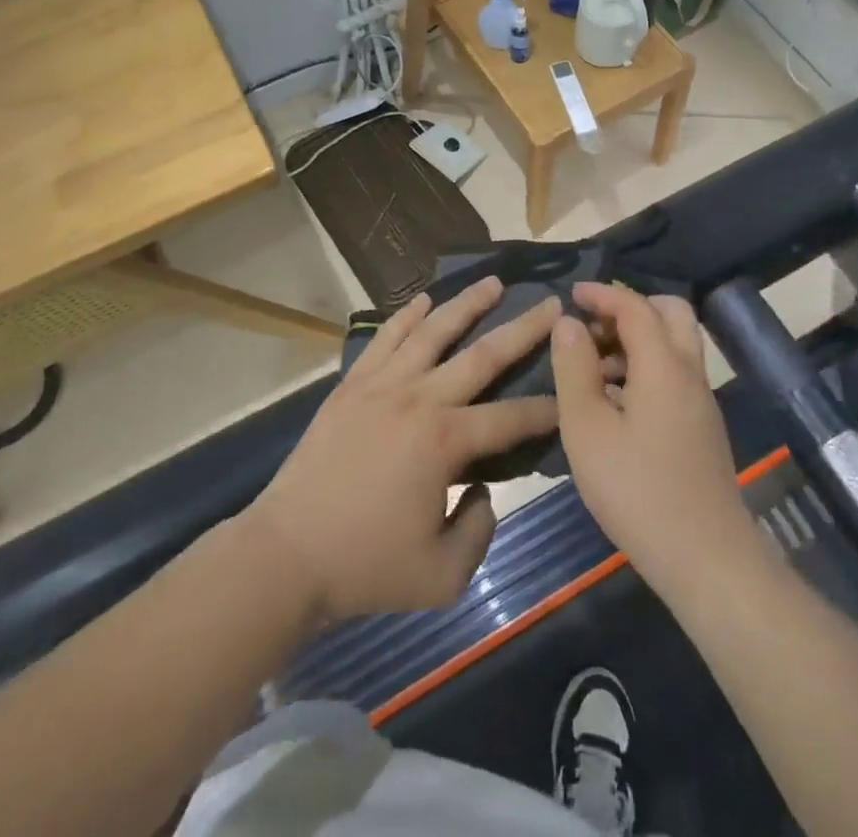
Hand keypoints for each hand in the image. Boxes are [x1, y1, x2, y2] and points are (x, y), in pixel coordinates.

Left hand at [246, 277, 560, 624]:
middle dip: (523, 329)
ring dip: (466, 305)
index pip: (511, 418)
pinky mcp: (351, 386)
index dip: (546, 409)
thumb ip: (479, 529)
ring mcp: (382, 386)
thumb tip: (481, 488)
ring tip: (493, 282)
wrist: (285, 555)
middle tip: (550, 305)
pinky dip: (406, 316)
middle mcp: (419, 399)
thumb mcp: (442, 576)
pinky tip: (423, 299)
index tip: (572, 393)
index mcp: (445, 441)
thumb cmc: (365, 567)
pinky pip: (384, 340)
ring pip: (433, 333)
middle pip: (481, 355)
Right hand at [551, 283, 757, 591]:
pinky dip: (646, 367)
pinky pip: (675, 374)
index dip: (602, 294)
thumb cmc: (636, 490)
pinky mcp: (702, 427)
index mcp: (664, 365)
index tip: (571, 294)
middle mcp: (690, 372)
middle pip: (670, 313)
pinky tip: (615, 403)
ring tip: (593, 368)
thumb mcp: (586, 429)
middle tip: (592, 328)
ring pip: (674, 345)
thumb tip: (568, 323)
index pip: (635, 307)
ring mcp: (701, 401)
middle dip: (630, 308)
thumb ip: (574, 369)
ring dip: (637, 340)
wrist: (706, 558)